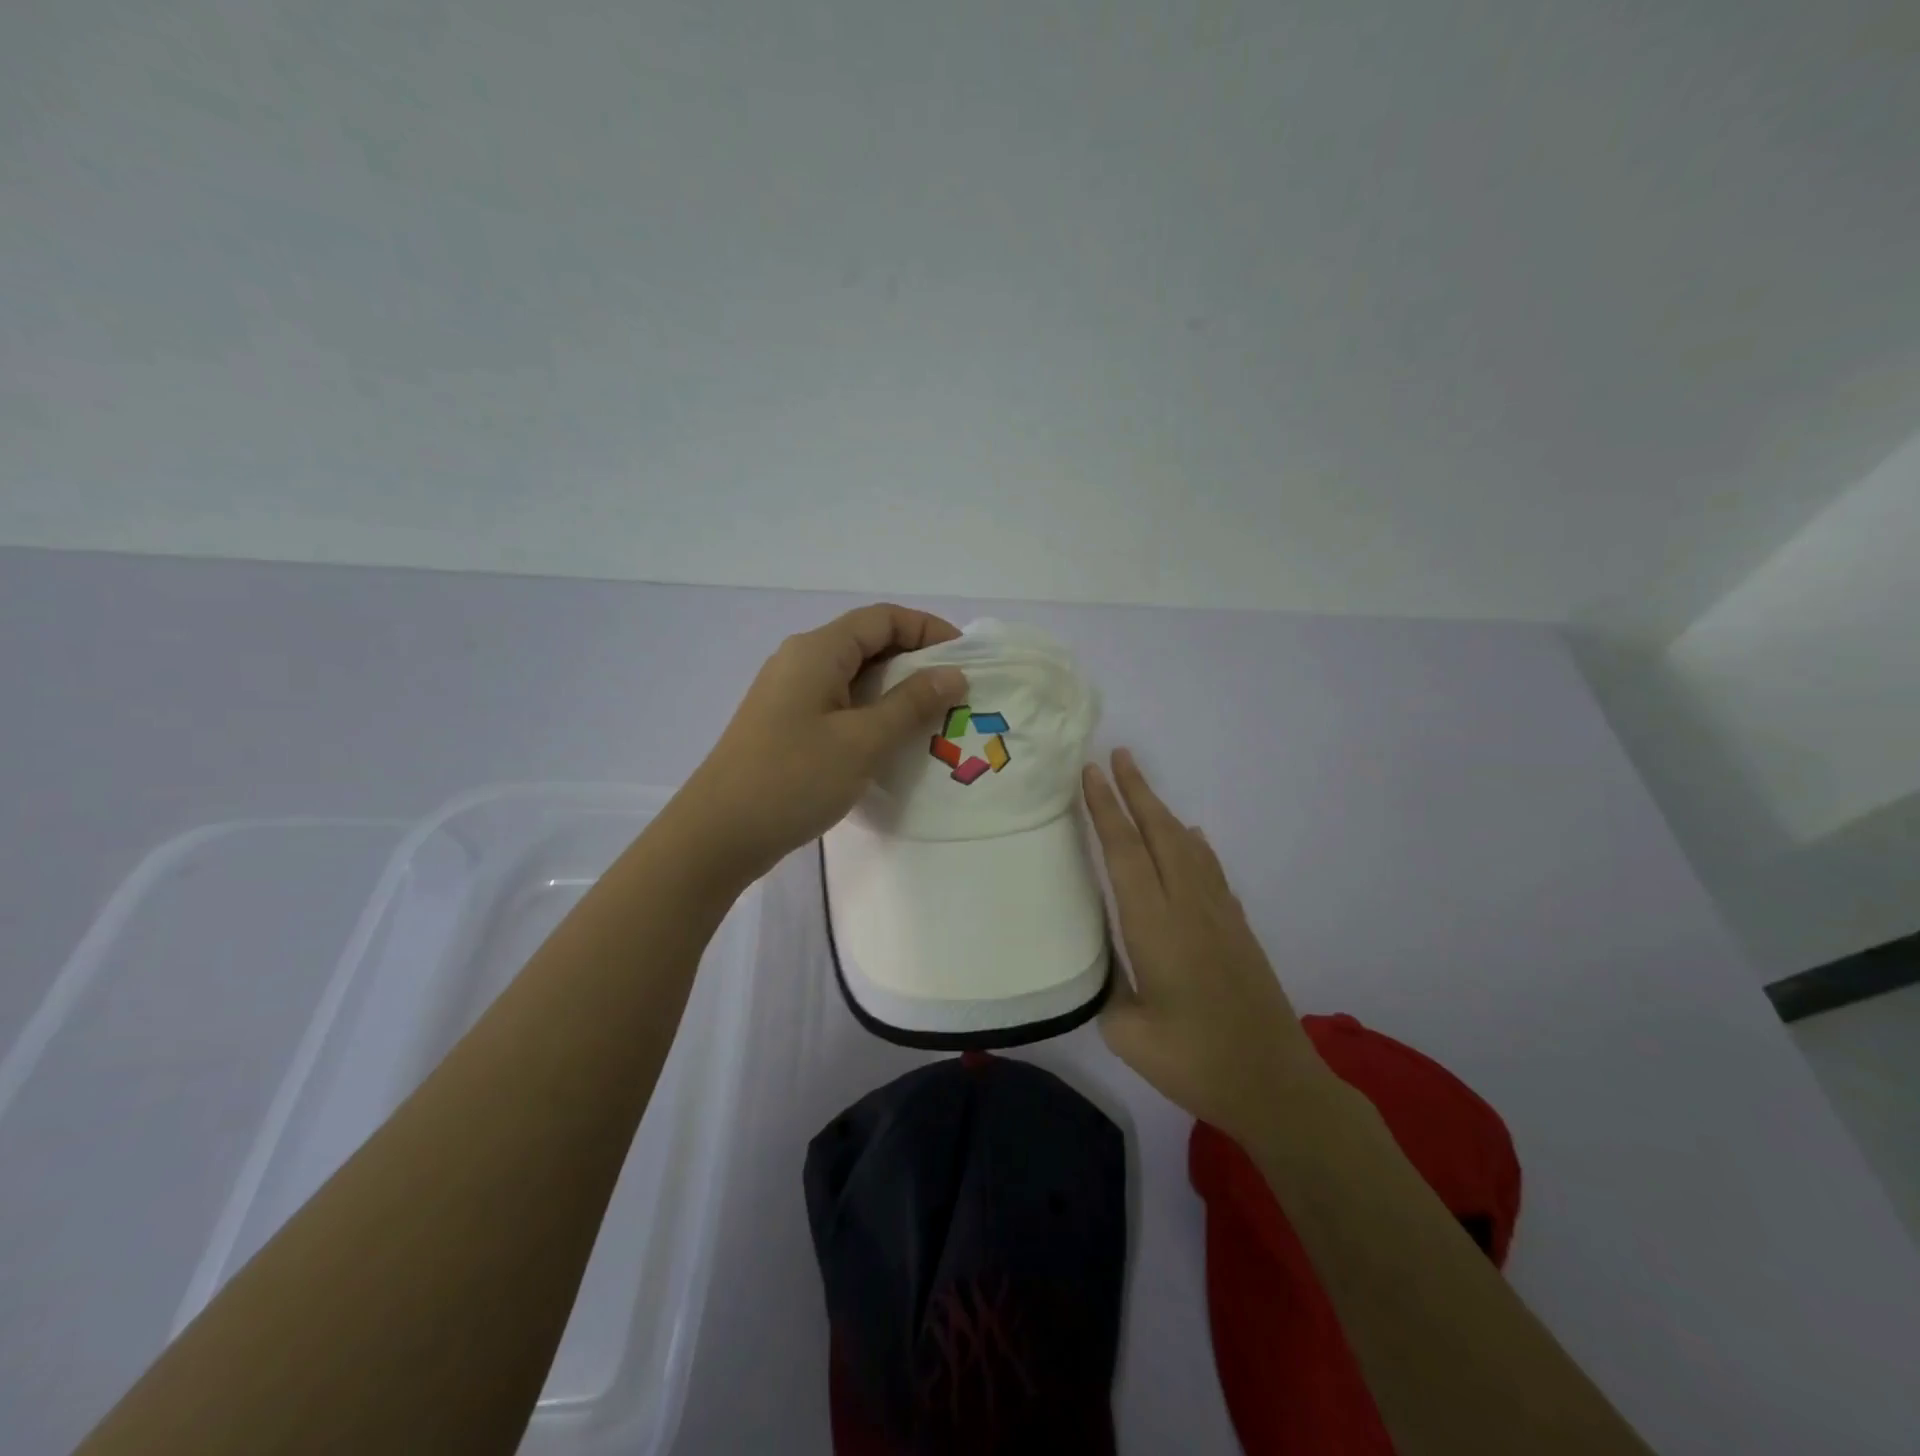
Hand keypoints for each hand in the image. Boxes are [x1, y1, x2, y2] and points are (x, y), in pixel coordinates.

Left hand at [674, 604, 967, 882]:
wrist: (718, 835)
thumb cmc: (793, 779)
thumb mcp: (862, 741)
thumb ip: (911, 704)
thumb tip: (953, 674)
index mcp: (817, 651)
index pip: (883, 618)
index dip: (928, 629)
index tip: (965, 659)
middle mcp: (801, 660)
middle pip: (868, 643)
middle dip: (916, 662)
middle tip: (955, 695)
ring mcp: (790, 694)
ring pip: (854, 676)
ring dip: (895, 691)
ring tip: (932, 719)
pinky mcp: (786, 724)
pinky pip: (839, 703)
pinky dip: (871, 713)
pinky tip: (891, 742)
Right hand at [1083, 750, 1326, 1145]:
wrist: (1276, 1084)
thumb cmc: (1195, 1062)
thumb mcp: (1127, 1033)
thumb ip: (1106, 986)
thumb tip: (1102, 958)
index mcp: (1155, 927)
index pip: (1124, 853)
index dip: (1106, 810)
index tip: (1090, 773)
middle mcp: (1188, 907)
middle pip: (1159, 833)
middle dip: (1136, 791)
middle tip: (1117, 754)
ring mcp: (1219, 914)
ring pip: (1187, 846)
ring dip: (1162, 811)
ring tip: (1142, 786)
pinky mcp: (1238, 928)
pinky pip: (1211, 869)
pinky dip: (1195, 844)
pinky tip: (1191, 837)